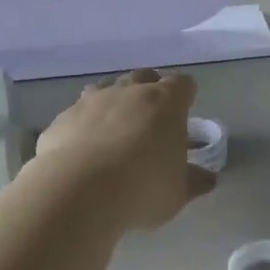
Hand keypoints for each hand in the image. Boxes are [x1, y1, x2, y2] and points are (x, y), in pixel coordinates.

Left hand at [35, 70, 214, 232]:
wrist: (77, 191)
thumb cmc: (142, 188)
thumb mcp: (178, 192)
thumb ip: (193, 180)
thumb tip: (207, 178)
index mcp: (165, 102)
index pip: (182, 84)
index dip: (185, 96)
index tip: (185, 113)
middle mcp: (128, 92)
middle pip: (143, 77)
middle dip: (149, 91)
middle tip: (152, 118)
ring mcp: (91, 101)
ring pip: (106, 88)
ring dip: (114, 102)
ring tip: (115, 129)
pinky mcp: (62, 119)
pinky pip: (77, 114)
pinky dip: (83, 126)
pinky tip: (82, 150)